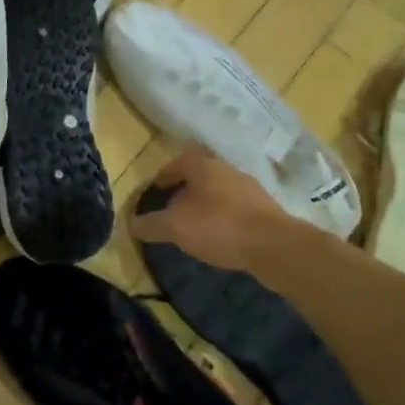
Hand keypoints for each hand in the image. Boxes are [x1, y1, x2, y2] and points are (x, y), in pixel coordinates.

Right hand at [129, 146, 297, 273]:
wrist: (272, 245)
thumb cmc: (219, 226)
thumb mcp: (176, 227)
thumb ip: (152, 224)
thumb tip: (132, 223)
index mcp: (205, 165)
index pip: (181, 159)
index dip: (167, 172)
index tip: (158, 187)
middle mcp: (228, 169)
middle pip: (202, 173)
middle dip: (187, 188)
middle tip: (174, 207)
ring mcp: (250, 188)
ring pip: (221, 190)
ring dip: (207, 203)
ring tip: (195, 224)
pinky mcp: (265, 209)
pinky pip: (236, 207)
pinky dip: (224, 216)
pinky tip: (220, 236)